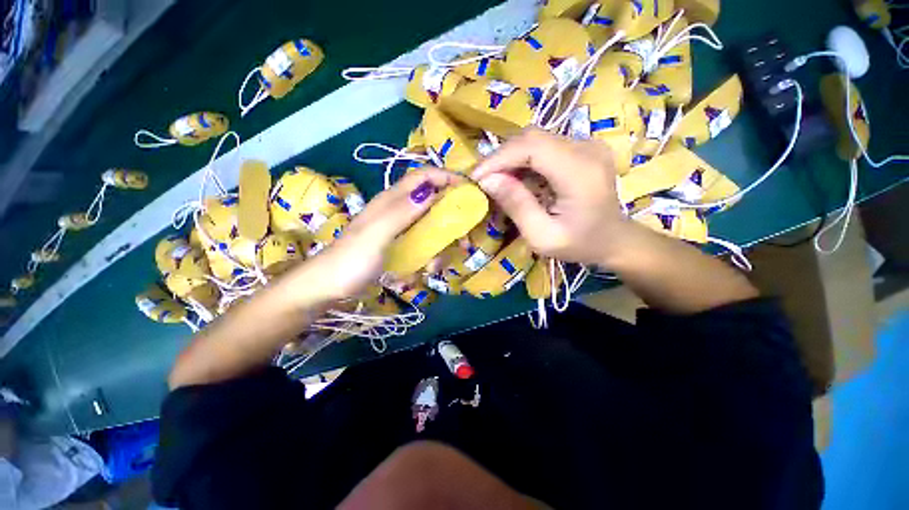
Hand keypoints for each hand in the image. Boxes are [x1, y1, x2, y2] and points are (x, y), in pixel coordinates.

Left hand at [294, 168, 464, 302]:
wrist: (328, 286)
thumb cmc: (350, 260)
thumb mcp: (376, 235)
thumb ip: (401, 212)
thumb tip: (431, 191)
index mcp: (392, 200)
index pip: (424, 177)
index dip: (446, 177)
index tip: (469, 191)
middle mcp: (398, 209)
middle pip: (432, 199)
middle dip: (451, 213)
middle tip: (464, 233)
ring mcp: (400, 228)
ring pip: (431, 223)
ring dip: (442, 240)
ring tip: (441, 261)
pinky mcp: (400, 244)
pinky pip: (424, 242)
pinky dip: (432, 253)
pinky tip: (429, 268)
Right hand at [472, 129, 632, 266]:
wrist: (615, 239)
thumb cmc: (580, 243)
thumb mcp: (542, 236)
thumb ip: (517, 206)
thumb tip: (487, 181)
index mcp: (580, 171)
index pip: (532, 147)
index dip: (499, 158)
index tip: (476, 177)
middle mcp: (586, 148)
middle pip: (531, 138)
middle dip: (500, 157)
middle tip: (482, 180)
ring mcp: (586, 144)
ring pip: (534, 140)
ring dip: (510, 158)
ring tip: (495, 180)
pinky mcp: (581, 147)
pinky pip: (543, 146)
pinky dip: (522, 160)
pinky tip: (515, 178)